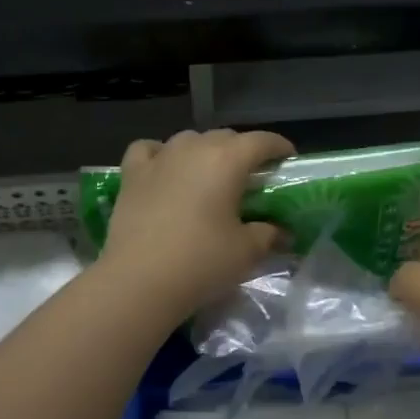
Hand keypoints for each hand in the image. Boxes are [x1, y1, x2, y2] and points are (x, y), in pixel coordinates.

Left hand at [96, 128, 293, 317]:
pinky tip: (165, 168)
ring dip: (205, 150)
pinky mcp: (132, 175)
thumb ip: (269, 234)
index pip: (262, 141)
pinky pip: (149, 150)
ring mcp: (160, 158)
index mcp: (228, 160)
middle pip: (226, 137)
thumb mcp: (247, 251)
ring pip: (189, 139)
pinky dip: (160, 154)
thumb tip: (281, 232)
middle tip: (251, 176)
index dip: (279, 147)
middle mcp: (194, 148)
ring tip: (210, 174)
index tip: (288, 159)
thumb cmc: (201, 261)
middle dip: (242, 150)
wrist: (139, 281)